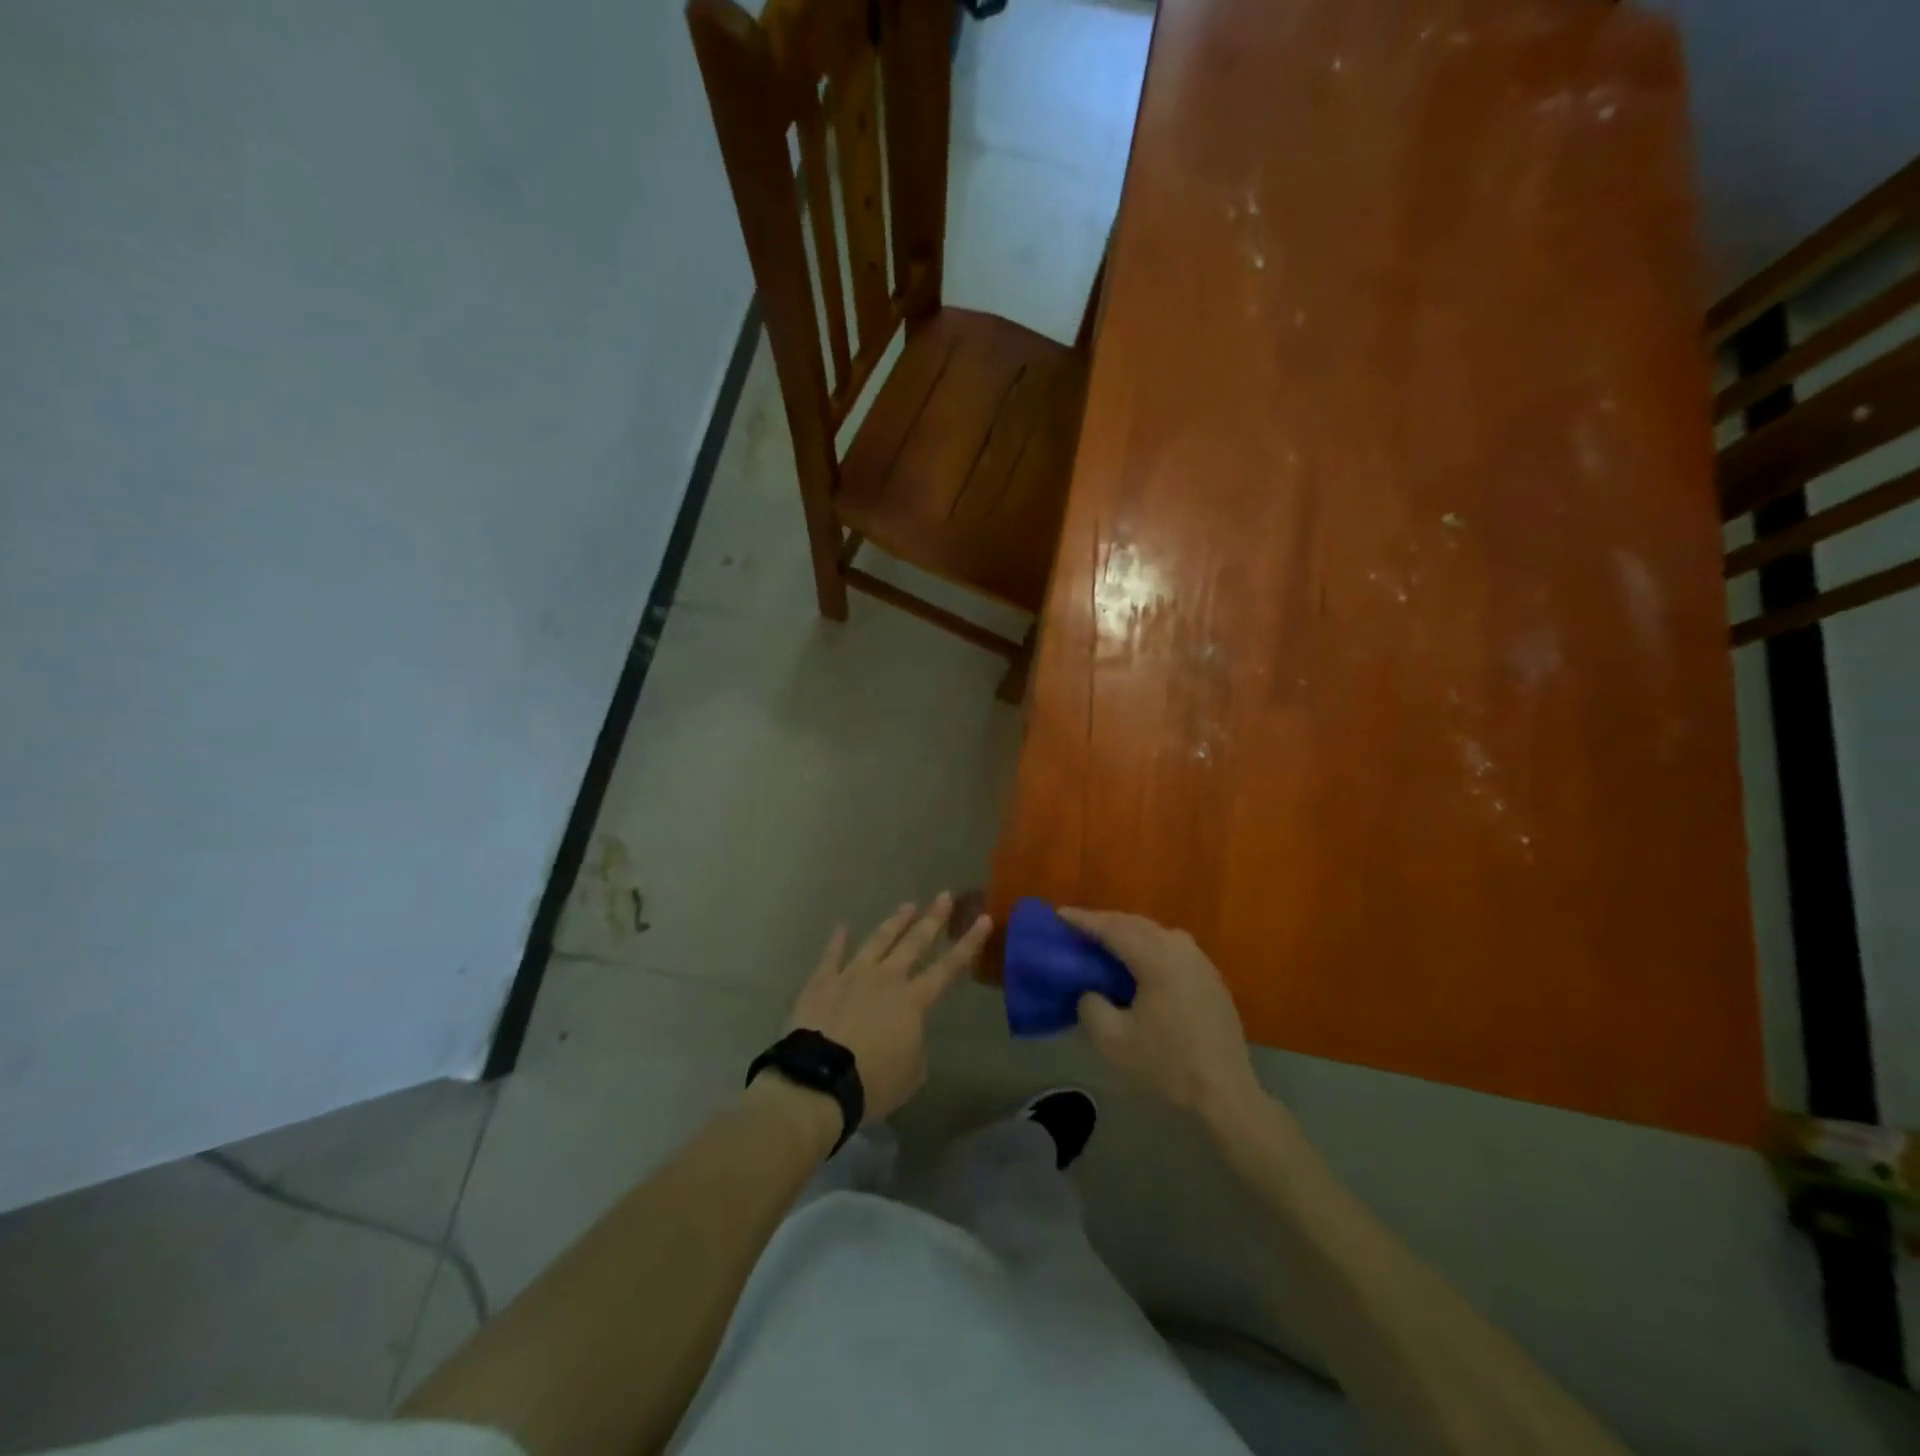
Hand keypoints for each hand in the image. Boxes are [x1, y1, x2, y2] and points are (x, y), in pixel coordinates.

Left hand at [787, 894, 990, 1122]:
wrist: (820, 1080)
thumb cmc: (873, 1082)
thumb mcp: (911, 1073)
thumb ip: (915, 1046)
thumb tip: (908, 1034)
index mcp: (913, 1001)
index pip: (949, 967)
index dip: (969, 943)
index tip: (984, 919)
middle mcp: (886, 979)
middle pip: (914, 942)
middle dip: (933, 919)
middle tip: (944, 896)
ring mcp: (852, 975)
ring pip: (878, 941)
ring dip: (894, 923)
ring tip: (907, 906)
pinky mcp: (822, 982)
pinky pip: (831, 955)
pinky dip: (837, 941)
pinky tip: (842, 926)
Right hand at [1060, 908, 1261, 1118]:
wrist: (1226, 1096)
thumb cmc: (1167, 1067)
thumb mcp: (1113, 1042)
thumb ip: (1091, 1005)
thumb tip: (1090, 990)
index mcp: (1158, 959)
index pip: (1113, 929)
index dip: (1084, 920)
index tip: (1059, 915)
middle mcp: (1181, 950)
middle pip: (1136, 924)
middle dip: (1105, 922)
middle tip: (1077, 927)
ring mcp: (1201, 962)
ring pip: (1156, 933)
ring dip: (1128, 932)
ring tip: (1105, 942)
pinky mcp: (1211, 978)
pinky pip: (1172, 948)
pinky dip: (1148, 946)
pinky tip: (1139, 963)